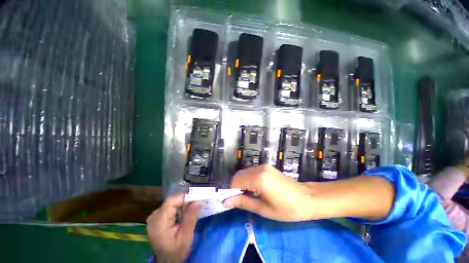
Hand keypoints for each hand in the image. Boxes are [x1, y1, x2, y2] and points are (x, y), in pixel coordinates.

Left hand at [146, 192, 200, 262]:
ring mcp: (154, 216)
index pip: (172, 200)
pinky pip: (170, 207)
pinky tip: (183, 215)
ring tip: (191, 211)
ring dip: (183, 205)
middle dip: (185, 201)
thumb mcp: (186, 236)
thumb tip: (198, 200)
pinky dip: (178, 208)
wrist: (167, 261)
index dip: (185, 197)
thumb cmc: (176, 251)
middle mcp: (154, 216)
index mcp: (159, 221)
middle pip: (172, 200)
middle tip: (196, 206)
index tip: (197, 199)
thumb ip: (191, 217)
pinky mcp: (157, 218)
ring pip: (172, 203)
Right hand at [223, 164, 313, 221]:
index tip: (230, 201)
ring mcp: (263, 166)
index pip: (236, 181)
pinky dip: (248, 179)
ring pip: (244, 172)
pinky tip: (254, 188)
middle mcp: (259, 168)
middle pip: (239, 175)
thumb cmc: (287, 208)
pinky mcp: (266, 166)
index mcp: (259, 179)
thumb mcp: (263, 209)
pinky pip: (251, 171)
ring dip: (241, 183)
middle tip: (239, 200)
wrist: (307, 198)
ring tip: (247, 195)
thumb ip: (243, 202)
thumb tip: (226, 201)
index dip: (230, 191)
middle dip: (235, 186)